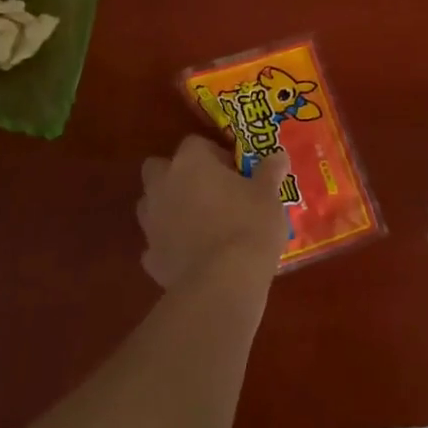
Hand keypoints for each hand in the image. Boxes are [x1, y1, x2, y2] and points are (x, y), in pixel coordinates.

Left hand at [137, 135, 291, 292]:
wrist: (222, 283)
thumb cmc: (248, 226)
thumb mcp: (269, 195)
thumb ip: (270, 171)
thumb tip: (278, 155)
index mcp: (191, 163)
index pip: (195, 143)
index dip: (215, 154)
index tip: (235, 171)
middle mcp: (163, 186)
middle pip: (159, 168)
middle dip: (178, 175)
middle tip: (209, 190)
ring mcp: (151, 222)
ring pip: (152, 205)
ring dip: (170, 208)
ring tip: (200, 223)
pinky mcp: (150, 257)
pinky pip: (157, 243)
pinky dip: (170, 246)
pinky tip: (192, 256)